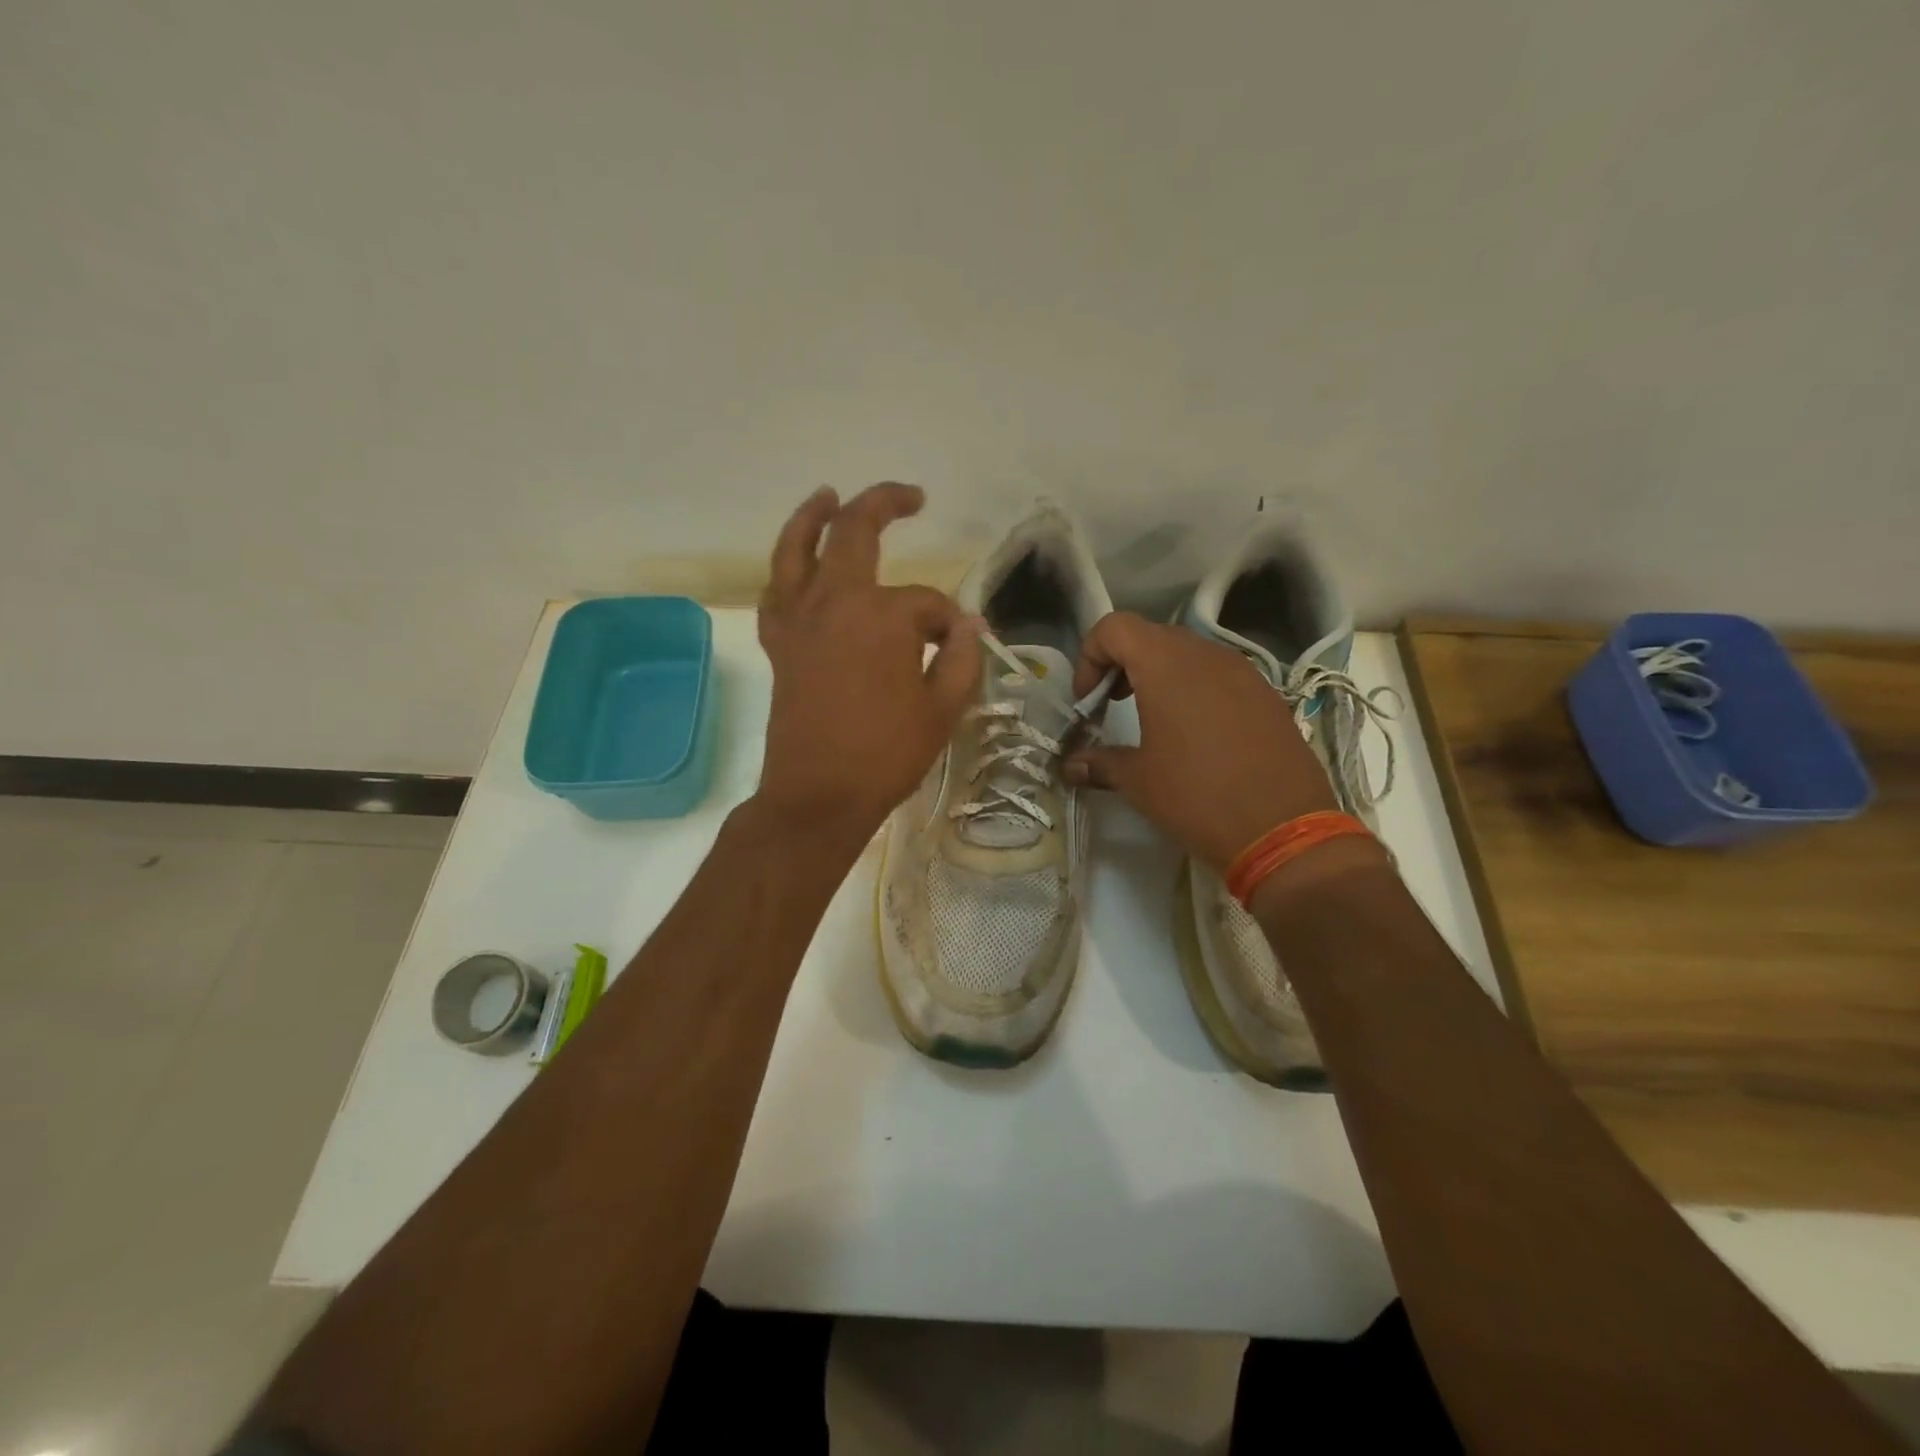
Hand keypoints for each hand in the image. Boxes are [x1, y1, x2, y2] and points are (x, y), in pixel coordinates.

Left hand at [754, 483, 980, 851]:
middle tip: (910, 497)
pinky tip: (797, 566)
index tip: (960, 649)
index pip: (928, 604)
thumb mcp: (943, 710)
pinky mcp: (779, 643)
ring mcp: (800, 619)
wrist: (819, 795)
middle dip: (884, 505)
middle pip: (854, 532)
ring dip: (813, 516)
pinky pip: (776, 591)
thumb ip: (962, 659)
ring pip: (797, 548)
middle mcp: (835, 601)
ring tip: (827, 495)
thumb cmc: (886, 754)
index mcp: (883, 616)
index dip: (951, 625)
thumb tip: (970, 626)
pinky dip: (786, 570)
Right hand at [1063, 611, 1338, 871]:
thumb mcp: (1138, 780)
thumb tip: (1071, 766)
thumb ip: (1099, 763)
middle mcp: (1205, 654)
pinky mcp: (1267, 693)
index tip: (1088, 701)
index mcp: (1165, 664)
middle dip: (1122, 665)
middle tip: (1112, 706)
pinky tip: (1196, 733)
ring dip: (1159, 675)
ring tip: (1152, 718)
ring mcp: (1242, 671)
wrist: (1283, 828)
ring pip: (1188, 653)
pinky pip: (1219, 675)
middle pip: (1150, 636)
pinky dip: (1195, 689)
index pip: (1114, 628)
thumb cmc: (1196, 796)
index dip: (1090, 657)